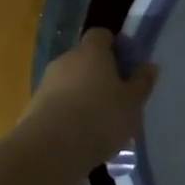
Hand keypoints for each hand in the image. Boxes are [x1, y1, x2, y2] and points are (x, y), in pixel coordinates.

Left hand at [23, 28, 158, 173]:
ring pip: (71, 83)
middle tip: (119, 98)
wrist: (51, 149)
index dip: (116, 47)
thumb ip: (142, 82)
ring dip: (85, 96)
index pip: (102, 35)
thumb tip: (150, 65)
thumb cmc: (101, 117)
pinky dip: (71, 114)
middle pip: (85, 60)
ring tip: (102, 123)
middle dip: (101, 75)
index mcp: (91, 52)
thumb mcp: (133, 102)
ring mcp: (46, 84)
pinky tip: (83, 136)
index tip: (128, 66)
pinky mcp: (34, 108)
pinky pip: (59, 105)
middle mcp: (66, 60)